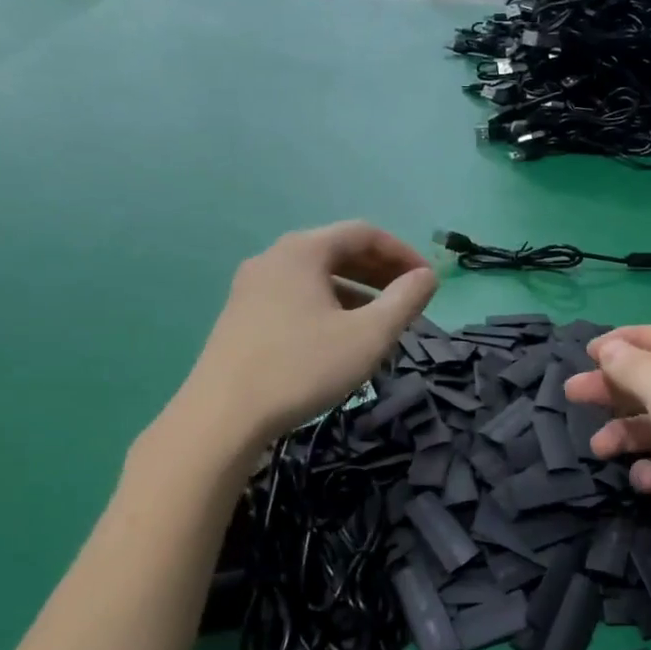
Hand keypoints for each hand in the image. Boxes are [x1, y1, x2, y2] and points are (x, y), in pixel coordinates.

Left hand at [158, 224, 436, 453]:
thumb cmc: (303, 368)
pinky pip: (296, 297)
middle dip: (379, 272)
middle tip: (408, 299)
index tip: (427, 281)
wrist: (223, 416)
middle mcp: (273, 258)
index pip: (363, 233)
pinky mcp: (241, 316)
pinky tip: (339, 338)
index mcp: (303, 251)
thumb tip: (427, 277)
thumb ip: (404, 301)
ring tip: (380, 322)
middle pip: (337, 251)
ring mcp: (251, 287)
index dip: (402, 253)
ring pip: (316, 277)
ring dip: (355, 292)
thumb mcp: (368, 336)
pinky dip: (328, 306)